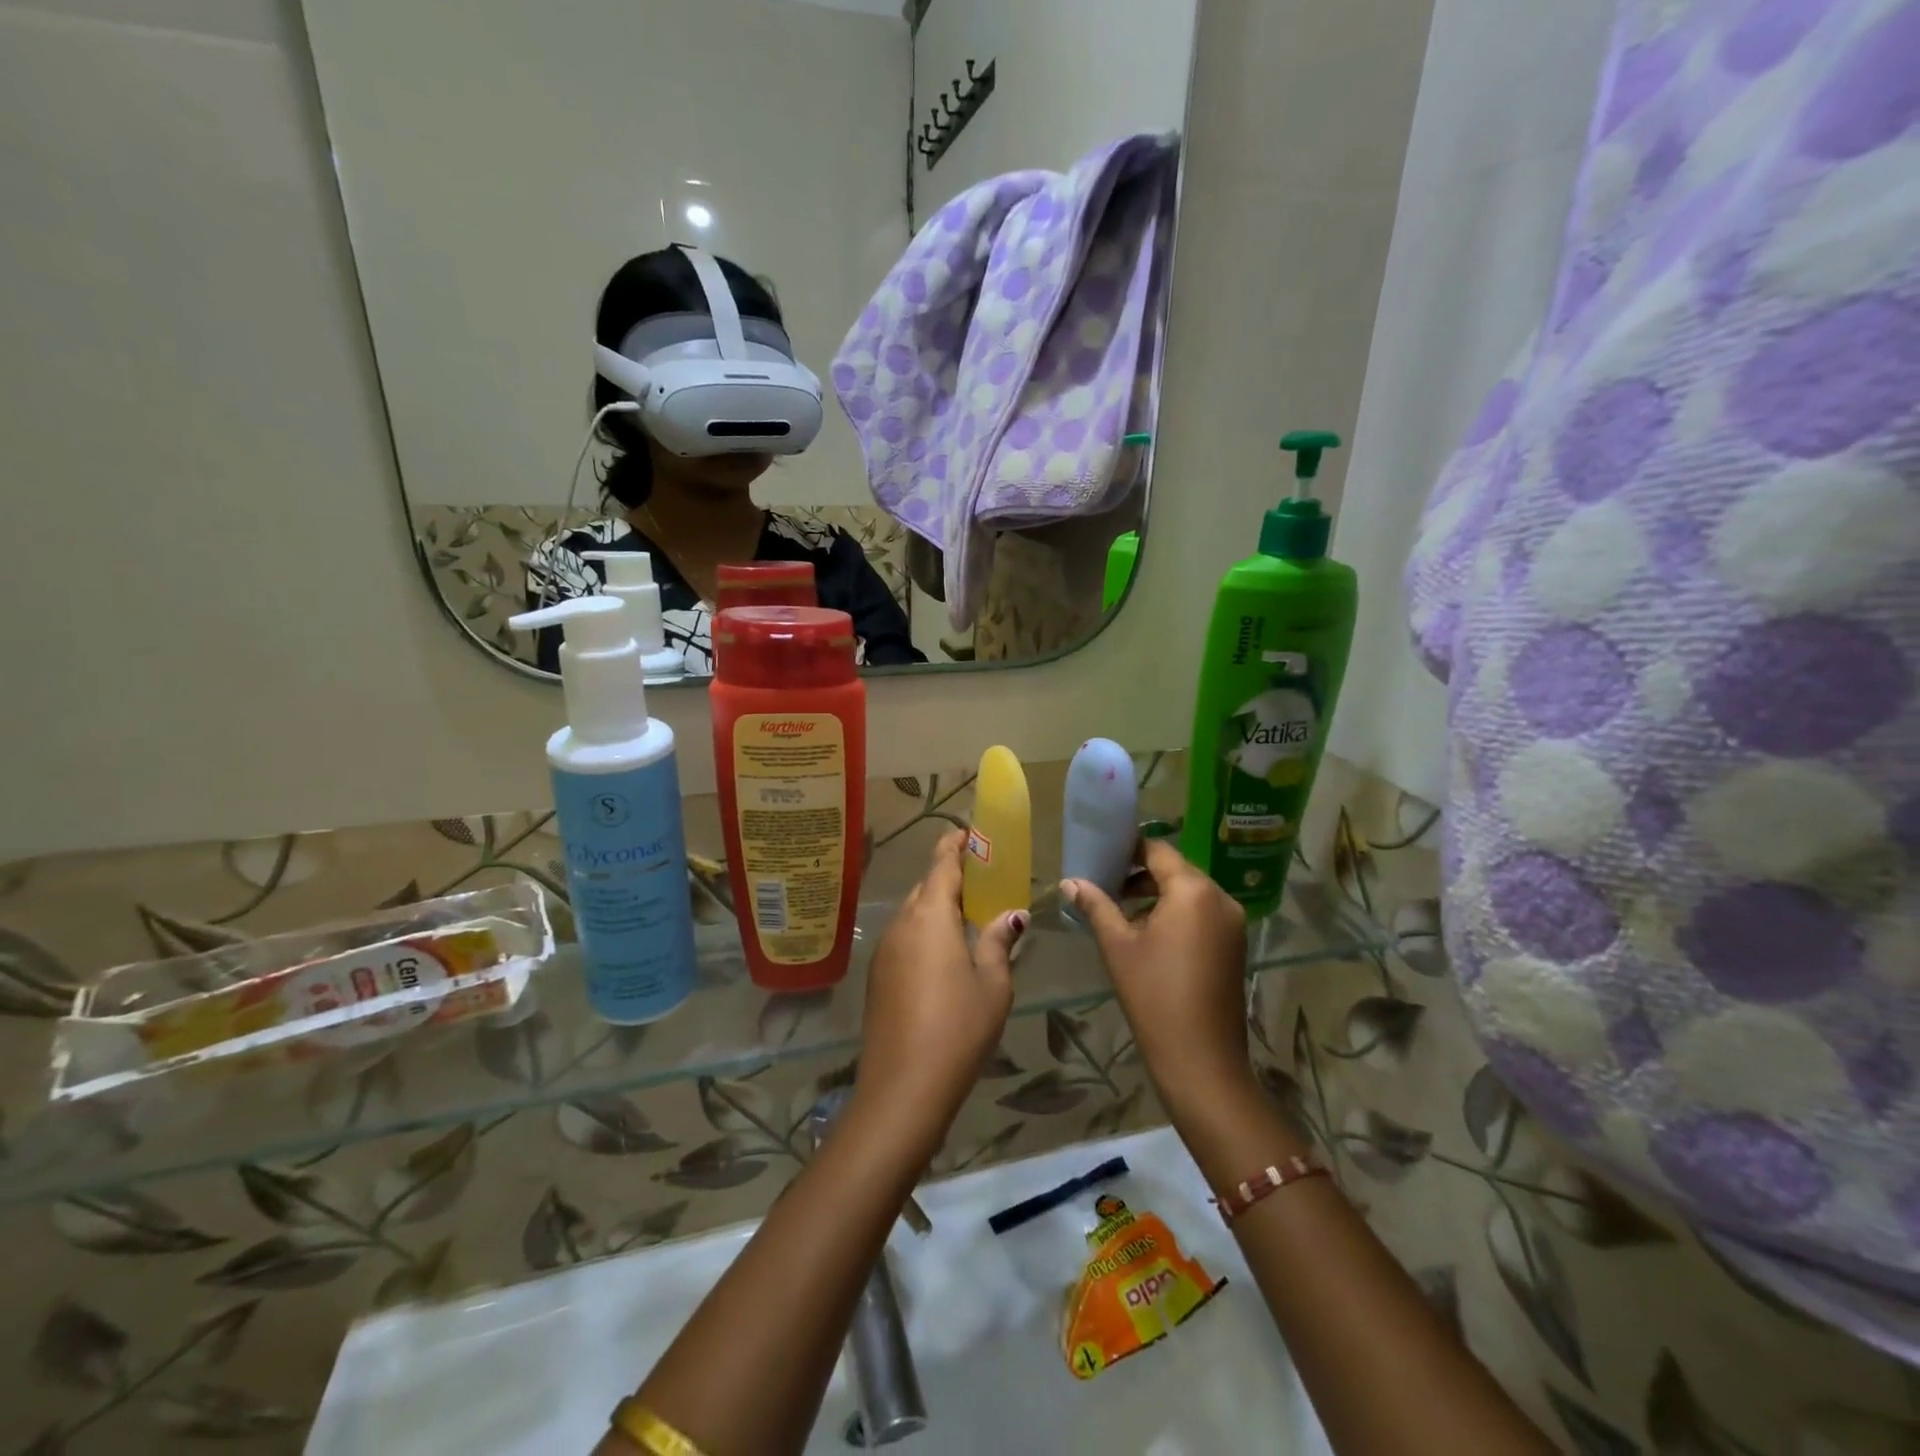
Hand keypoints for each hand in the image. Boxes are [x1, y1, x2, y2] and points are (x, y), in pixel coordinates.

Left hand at [854, 831, 1024, 1148]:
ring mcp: (885, 951)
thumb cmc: (958, 1027)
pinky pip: (904, 938)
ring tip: (966, 917)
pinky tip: (943, 955)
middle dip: (948, 877)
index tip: (968, 833)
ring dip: (936, 907)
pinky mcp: (877, 977)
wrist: (903, 1087)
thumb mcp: (992, 983)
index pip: (941, 864)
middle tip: (979, 880)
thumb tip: (1012, 916)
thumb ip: (998, 942)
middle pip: (925, 887)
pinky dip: (924, 932)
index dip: (955, 846)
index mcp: (930, 916)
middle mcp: (902, 924)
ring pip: (912, 914)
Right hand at [1063, 837, 1251, 1120]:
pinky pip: (1202, 914)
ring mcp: (1233, 922)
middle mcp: (1220, 898)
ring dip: (1156, 895)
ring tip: (1119, 909)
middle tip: (1104, 884)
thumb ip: (1096, 906)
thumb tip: (1070, 882)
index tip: (1100, 855)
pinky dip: (1176, 913)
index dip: (1128, 849)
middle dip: (1139, 874)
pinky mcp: (1235, 945)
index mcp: (1193, 890)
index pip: (1158, 850)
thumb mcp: (1118, 946)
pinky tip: (1147, 933)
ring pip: (1189, 893)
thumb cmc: (1154, 995)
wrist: (1202, 1060)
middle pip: (1175, 870)